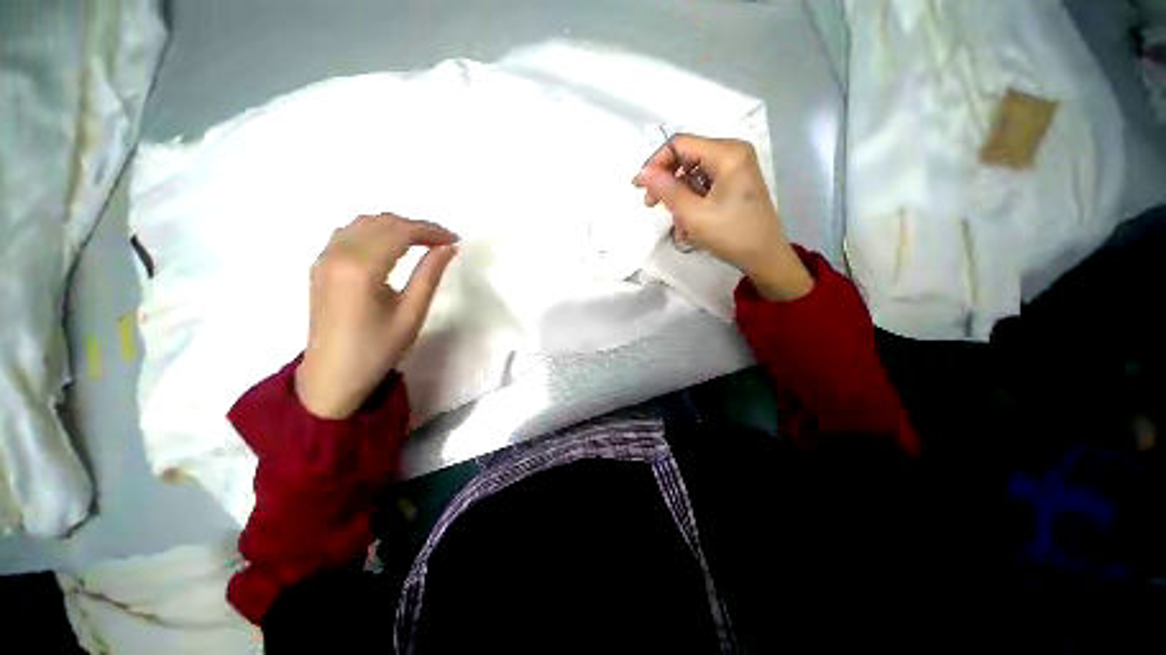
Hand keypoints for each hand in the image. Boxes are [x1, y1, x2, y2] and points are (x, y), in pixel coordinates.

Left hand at [296, 213, 457, 418]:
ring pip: (363, 223)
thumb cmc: (378, 349)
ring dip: (395, 227)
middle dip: (416, 227)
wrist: (333, 375)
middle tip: (442, 243)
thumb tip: (448, 248)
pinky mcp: (320, 265)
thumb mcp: (412, 313)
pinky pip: (349, 233)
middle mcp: (338, 254)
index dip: (431, 231)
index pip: (400, 232)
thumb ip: (430, 275)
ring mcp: (324, 258)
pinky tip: (390, 247)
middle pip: (382, 222)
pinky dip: (375, 232)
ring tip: (421, 243)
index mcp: (361, 268)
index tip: (454, 240)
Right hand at [633, 134, 812, 300]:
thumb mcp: (694, 215)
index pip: (680, 144)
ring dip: (679, 200)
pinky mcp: (733, 184)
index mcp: (727, 153)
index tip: (640, 187)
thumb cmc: (731, 235)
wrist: (764, 257)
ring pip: (692, 175)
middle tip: (651, 205)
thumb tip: (642, 173)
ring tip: (678, 226)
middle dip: (667, 183)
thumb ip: (667, 191)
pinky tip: (689, 226)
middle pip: (686, 158)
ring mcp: (734, 169)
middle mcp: (732, 153)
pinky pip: (703, 187)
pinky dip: (691, 204)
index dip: (656, 163)